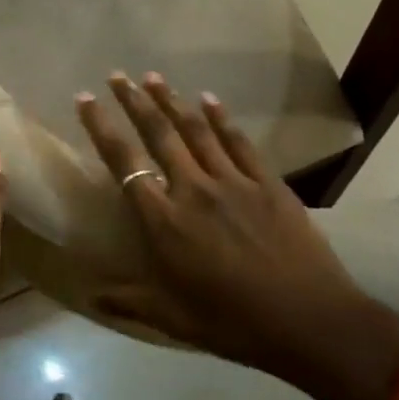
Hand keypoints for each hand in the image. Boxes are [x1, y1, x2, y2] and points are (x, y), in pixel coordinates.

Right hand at [76, 73, 398, 399]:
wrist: (313, 324)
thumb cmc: (235, 324)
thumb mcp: (173, 319)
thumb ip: (129, 301)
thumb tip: (90, 295)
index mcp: (164, 221)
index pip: (124, 163)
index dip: (101, 127)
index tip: (85, 98)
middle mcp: (193, 190)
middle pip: (158, 134)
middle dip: (134, 101)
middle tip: (117, 75)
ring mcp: (233, 183)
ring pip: (195, 130)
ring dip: (171, 100)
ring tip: (153, 76)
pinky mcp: (268, 184)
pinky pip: (239, 142)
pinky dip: (221, 118)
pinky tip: (209, 99)